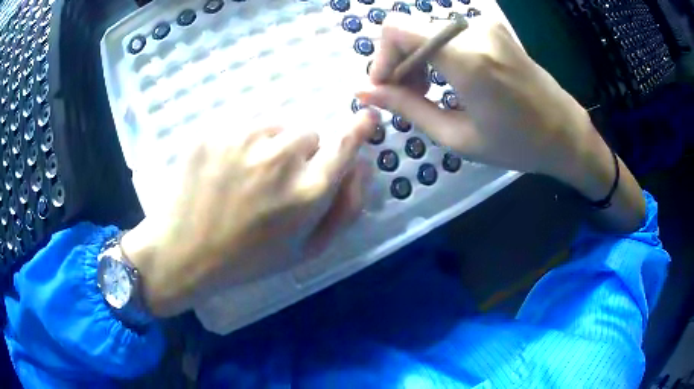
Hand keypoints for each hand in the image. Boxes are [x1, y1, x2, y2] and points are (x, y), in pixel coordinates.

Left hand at [121, 110, 377, 317]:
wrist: (184, 251)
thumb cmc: (249, 258)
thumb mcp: (308, 249)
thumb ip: (346, 208)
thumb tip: (362, 165)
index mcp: (308, 191)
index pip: (346, 143)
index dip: (359, 126)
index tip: (366, 116)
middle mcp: (280, 158)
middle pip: (309, 133)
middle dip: (301, 153)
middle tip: (275, 182)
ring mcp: (243, 139)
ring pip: (276, 124)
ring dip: (272, 143)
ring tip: (248, 174)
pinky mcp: (213, 130)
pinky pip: (244, 122)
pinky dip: (243, 139)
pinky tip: (226, 166)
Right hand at [359, 13, 644, 231]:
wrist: (565, 133)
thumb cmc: (517, 144)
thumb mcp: (457, 136)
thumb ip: (407, 108)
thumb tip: (363, 91)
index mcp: (468, 59)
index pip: (397, 29)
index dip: (381, 56)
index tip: (385, 87)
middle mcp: (474, 31)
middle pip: (410, 29)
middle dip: (399, 62)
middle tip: (410, 96)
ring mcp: (486, 26)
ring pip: (427, 31)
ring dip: (419, 59)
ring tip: (432, 91)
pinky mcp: (493, 28)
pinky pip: (449, 33)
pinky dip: (439, 53)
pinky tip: (451, 79)